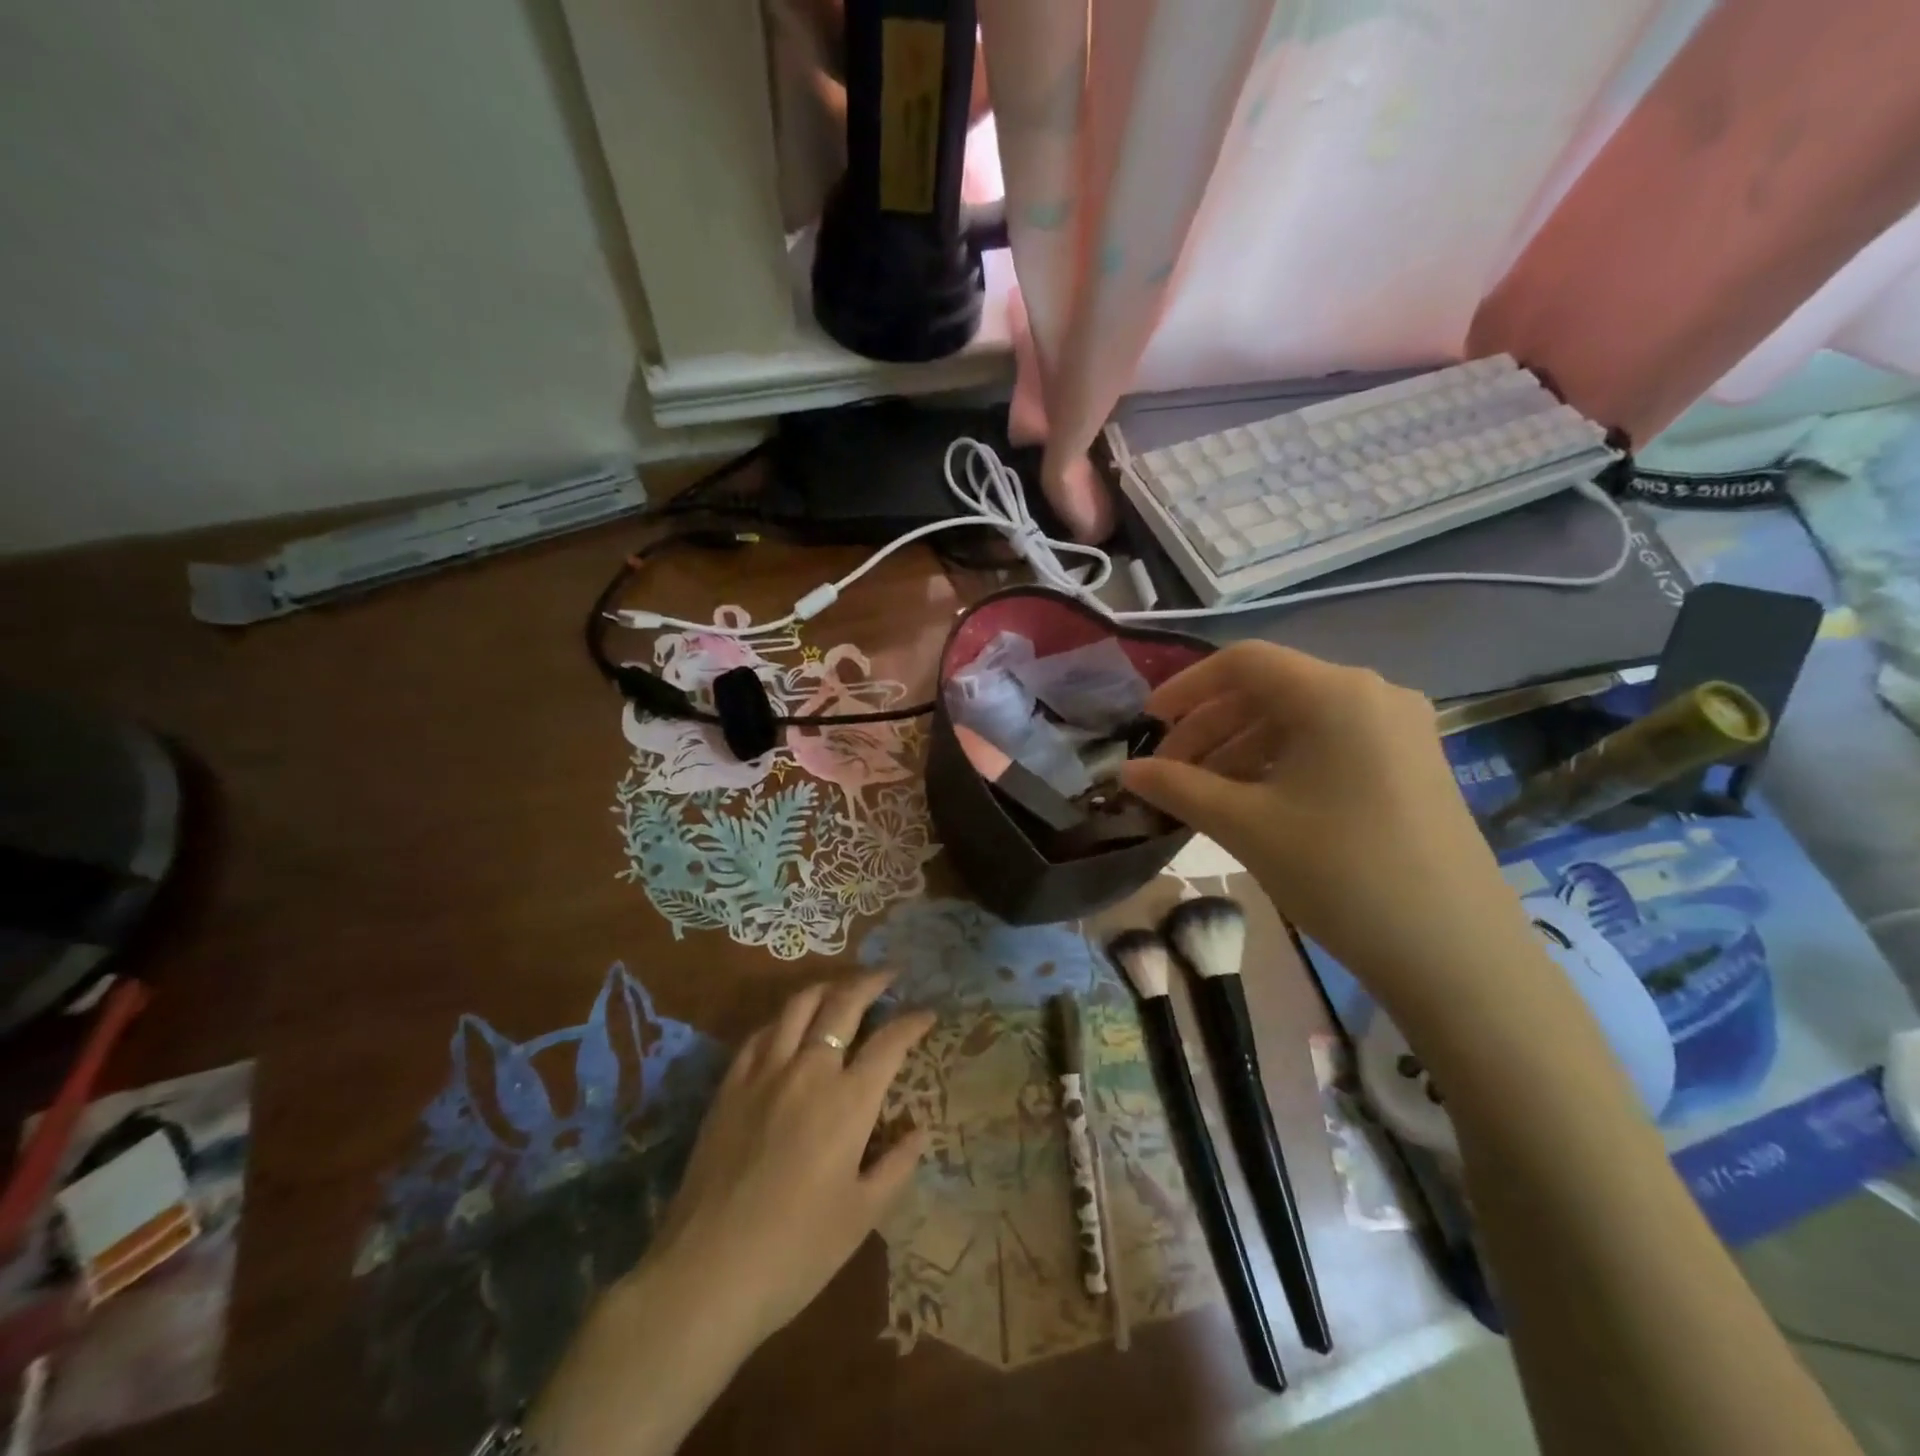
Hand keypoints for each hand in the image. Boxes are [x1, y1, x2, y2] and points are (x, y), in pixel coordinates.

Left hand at [528, 973, 933, 1455]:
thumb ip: (896, 1166)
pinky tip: (788, 1026)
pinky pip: (760, 1033)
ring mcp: (764, 1073)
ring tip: (840, 988)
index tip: (927, 1013)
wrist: (707, 1274)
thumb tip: (918, 1129)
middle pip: (843, 1004)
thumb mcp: (862, 1216)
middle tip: (887, 975)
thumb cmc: (796, 1252)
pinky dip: (783, 1018)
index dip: (912, 1022)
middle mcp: (808, 1071)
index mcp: (848, 1102)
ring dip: (826, 988)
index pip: (889, 1042)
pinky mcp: (729, 1086)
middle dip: (870, 982)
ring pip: (798, 1006)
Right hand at [1120, 643, 1542, 1034]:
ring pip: (1298, 720)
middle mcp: (1372, 694)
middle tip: (1168, 771)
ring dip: (1241, 748)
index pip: (1243, 663)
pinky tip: (1253, 801)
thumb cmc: (1340, 874)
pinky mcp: (1410, 764)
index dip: (1186, 688)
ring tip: (1202, 793)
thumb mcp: (1246, 825)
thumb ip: (1178, 787)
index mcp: (1335, 692)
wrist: (1455, 954)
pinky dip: (1280, 763)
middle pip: (1270, 691)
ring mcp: (1398, 730)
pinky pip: (1328, 744)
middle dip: (1209, 726)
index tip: (1147, 723)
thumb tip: (1125, 771)